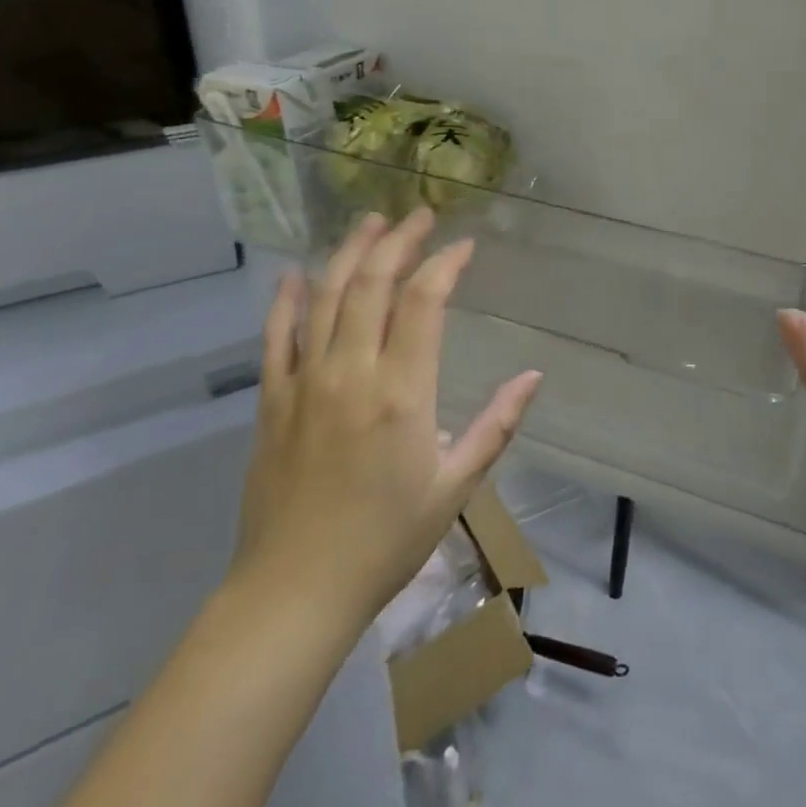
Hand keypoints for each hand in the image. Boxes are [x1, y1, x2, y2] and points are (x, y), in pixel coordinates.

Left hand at [230, 209, 542, 633]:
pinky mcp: (272, 401)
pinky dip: (286, 299)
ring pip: (324, 297)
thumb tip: (533, 376)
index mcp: (402, 393)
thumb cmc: (387, 540)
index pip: (424, 302)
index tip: (463, 246)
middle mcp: (351, 373)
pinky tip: (296, 273)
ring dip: (349, 254)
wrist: (296, 590)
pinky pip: (276, 336)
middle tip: (418, 216)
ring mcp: (304, 382)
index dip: (445, 264)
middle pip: (372, 284)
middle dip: (398, 241)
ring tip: (370, 223)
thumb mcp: (456, 486)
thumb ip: (497, 425)